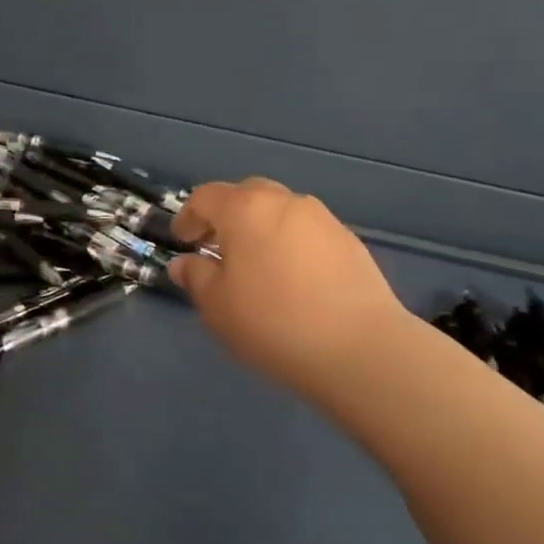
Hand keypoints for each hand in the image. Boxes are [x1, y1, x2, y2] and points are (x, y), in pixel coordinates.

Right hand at [171, 178, 407, 400]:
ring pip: (280, 211)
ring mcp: (322, 219)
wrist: (360, 348)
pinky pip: (307, 232)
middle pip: (246, 195)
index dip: (188, 217)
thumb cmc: (273, 322)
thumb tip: (185, 263)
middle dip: (226, 216)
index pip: (205, 197)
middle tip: (217, 248)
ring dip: (261, 228)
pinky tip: (293, 279)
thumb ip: (196, 277)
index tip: (183, 242)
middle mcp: (284, 202)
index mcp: (245, 209)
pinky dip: (291, 244)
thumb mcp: (218, 306)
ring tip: (257, 265)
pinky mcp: (349, 241)